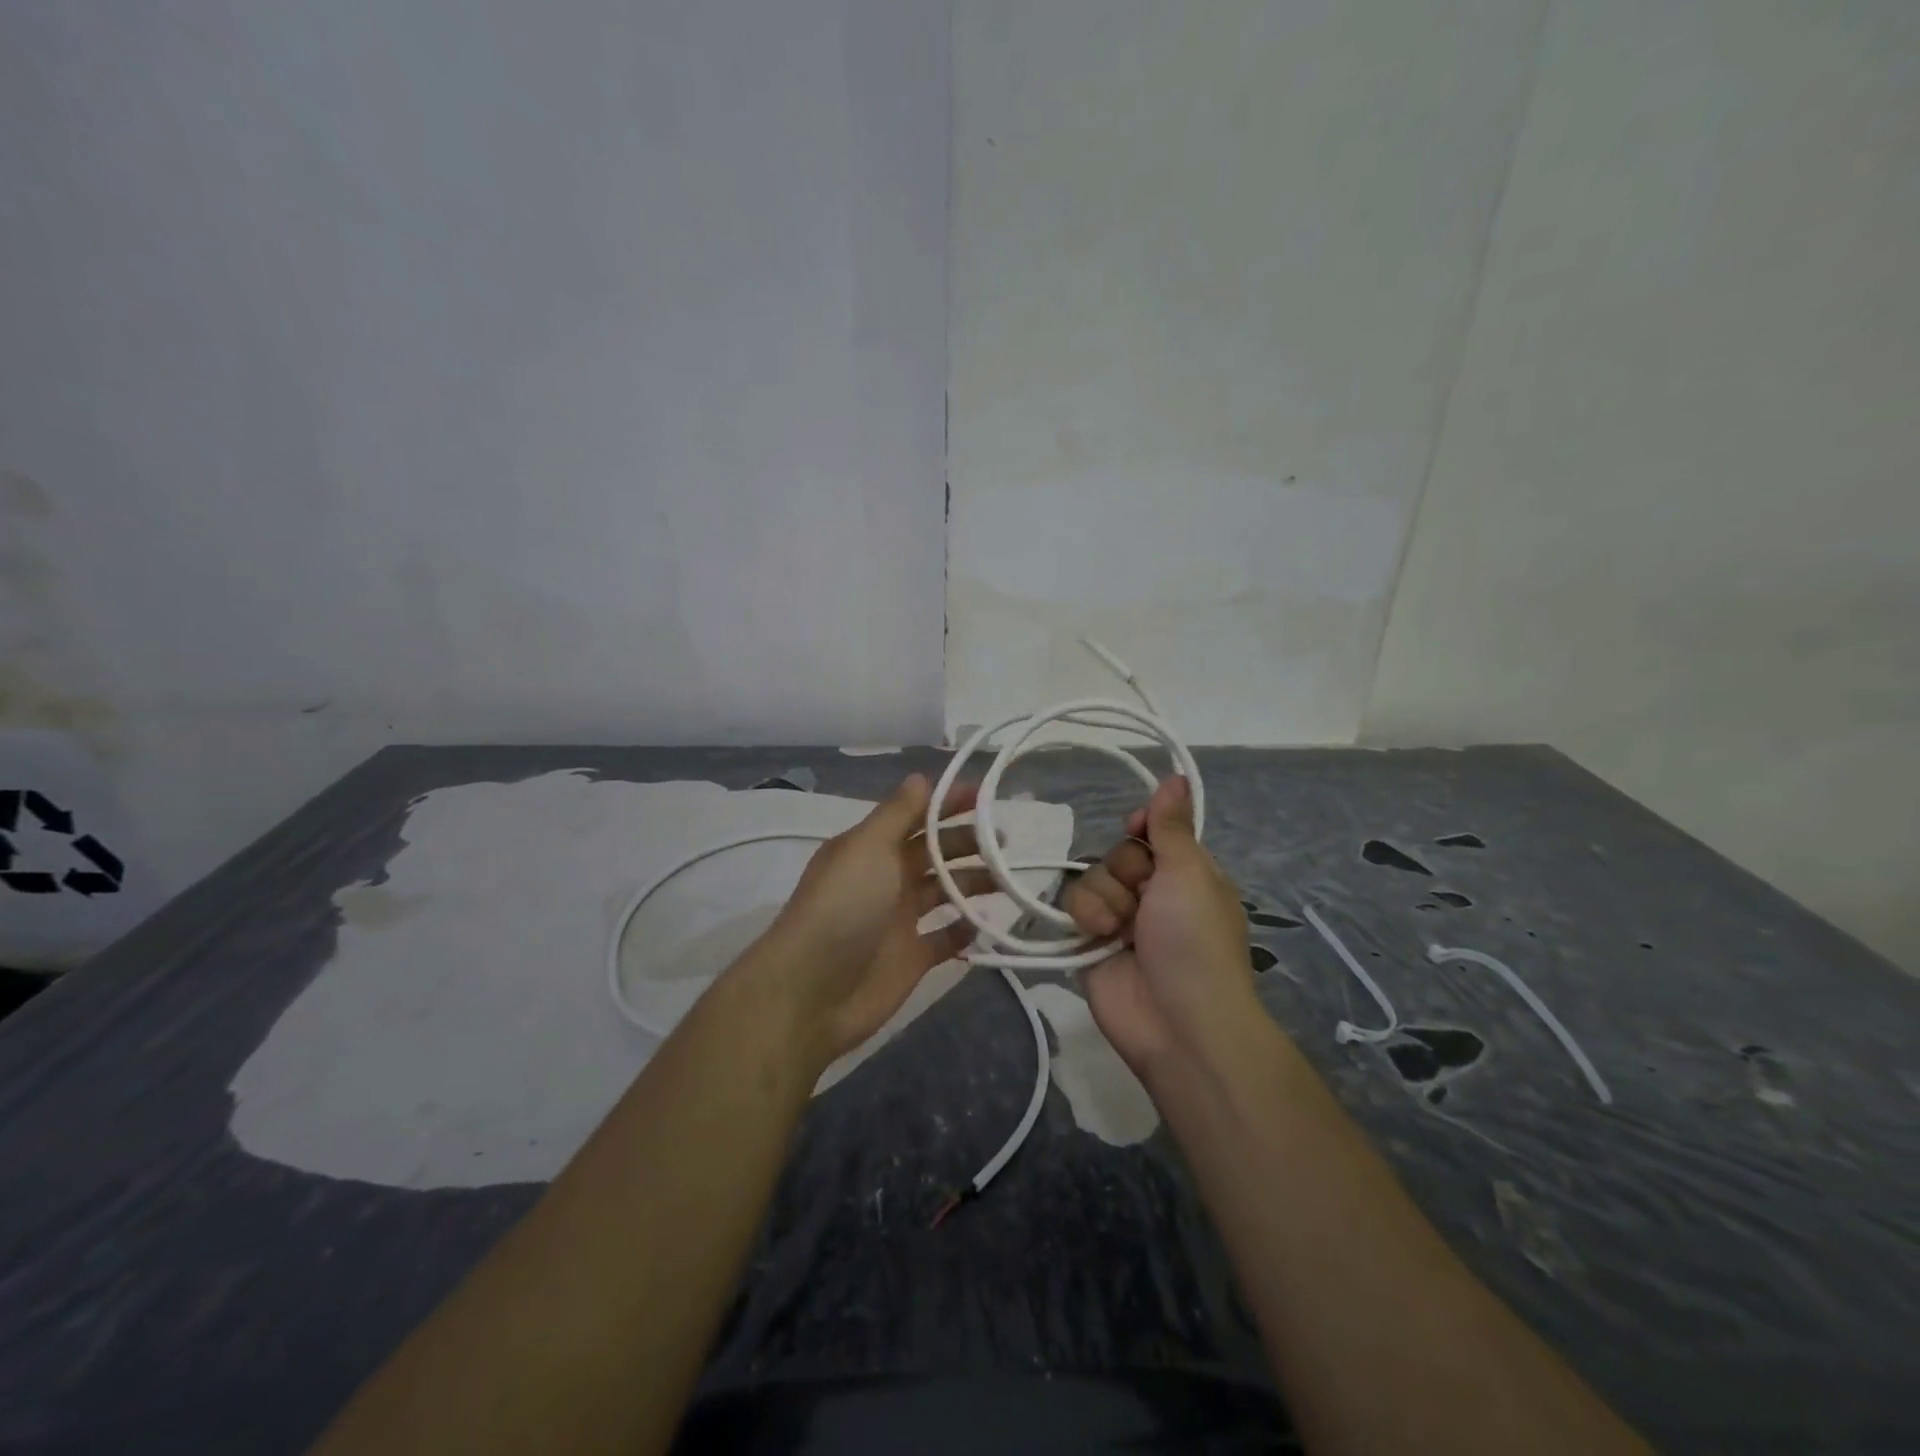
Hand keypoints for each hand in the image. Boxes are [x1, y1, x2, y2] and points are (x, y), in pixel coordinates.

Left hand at [745, 774, 991, 1068]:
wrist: (813, 991)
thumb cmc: (843, 907)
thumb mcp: (867, 848)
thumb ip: (898, 813)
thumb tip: (921, 777)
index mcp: (872, 848)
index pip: (916, 816)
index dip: (947, 804)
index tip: (984, 796)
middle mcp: (886, 878)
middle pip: (934, 852)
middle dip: (967, 842)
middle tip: (1001, 841)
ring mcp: (899, 919)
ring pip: (944, 891)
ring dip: (973, 882)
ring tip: (1005, 879)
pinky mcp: (912, 958)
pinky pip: (946, 938)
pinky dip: (965, 930)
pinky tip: (984, 923)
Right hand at [1059, 776, 1260, 1076]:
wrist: (1177, 1021)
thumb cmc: (1194, 940)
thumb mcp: (1190, 874)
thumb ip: (1172, 826)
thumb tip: (1176, 776)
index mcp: (1187, 876)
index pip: (1154, 833)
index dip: (1143, 828)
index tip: (1137, 828)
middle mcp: (1153, 894)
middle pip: (1119, 853)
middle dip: (1125, 870)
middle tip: (1143, 897)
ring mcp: (1120, 919)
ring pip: (1092, 877)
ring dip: (1105, 898)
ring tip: (1120, 929)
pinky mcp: (1089, 941)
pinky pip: (1073, 905)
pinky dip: (1085, 916)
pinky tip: (1099, 937)